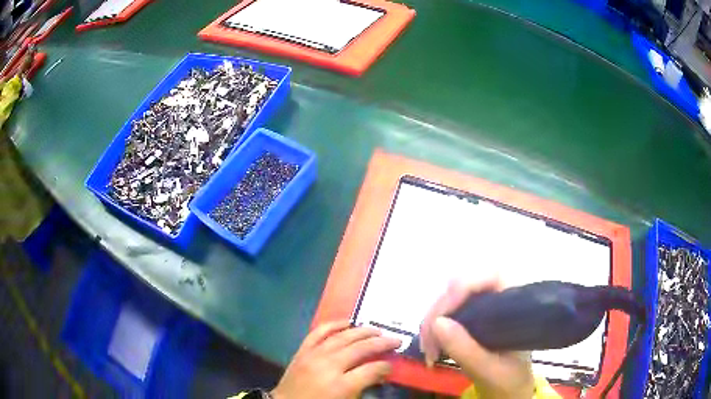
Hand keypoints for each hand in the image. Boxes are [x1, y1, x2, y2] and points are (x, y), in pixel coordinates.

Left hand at [271, 320, 400, 398]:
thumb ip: (364, 387)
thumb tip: (379, 374)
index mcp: (340, 385)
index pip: (371, 370)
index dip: (385, 367)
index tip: (392, 365)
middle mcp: (328, 366)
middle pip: (360, 348)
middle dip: (381, 343)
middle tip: (396, 340)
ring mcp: (313, 355)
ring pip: (342, 337)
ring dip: (362, 331)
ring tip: (377, 329)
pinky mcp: (302, 351)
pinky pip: (319, 332)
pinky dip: (334, 325)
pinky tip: (347, 322)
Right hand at [420, 279, 534, 398]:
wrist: (509, 389)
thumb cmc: (508, 379)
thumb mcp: (488, 369)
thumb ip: (466, 349)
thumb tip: (437, 323)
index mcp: (517, 305)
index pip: (491, 276)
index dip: (464, 287)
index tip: (442, 316)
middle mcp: (501, 298)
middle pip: (464, 286)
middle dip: (441, 311)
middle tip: (428, 342)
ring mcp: (485, 306)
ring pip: (452, 298)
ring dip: (433, 321)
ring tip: (428, 350)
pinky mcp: (473, 316)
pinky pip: (448, 312)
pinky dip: (434, 327)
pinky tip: (431, 346)